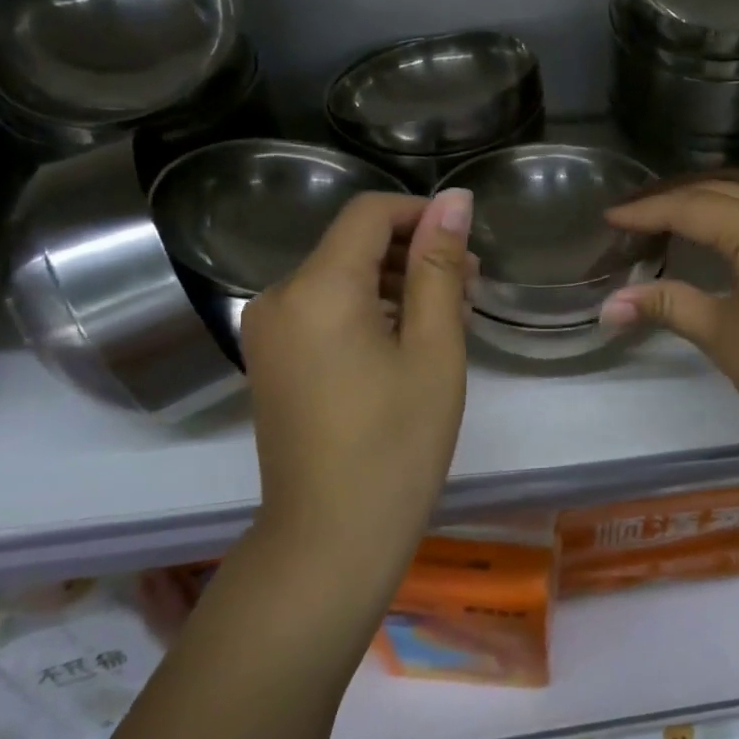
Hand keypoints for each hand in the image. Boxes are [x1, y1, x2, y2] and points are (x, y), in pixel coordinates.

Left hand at [239, 190, 472, 596]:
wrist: (330, 539)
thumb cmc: (396, 442)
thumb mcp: (433, 347)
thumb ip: (439, 266)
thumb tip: (455, 199)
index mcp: (317, 287)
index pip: (369, 213)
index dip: (422, 214)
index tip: (467, 242)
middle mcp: (279, 297)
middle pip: (353, 245)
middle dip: (414, 254)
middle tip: (469, 289)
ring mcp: (268, 332)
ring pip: (341, 279)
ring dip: (396, 285)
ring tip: (448, 319)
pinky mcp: (272, 360)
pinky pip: (325, 311)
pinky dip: (368, 312)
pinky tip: (408, 343)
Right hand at [600, 175, 738, 475]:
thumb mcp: (723, 335)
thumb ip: (667, 306)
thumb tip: (608, 306)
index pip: (693, 207)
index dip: (647, 211)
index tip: (608, 218)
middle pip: (722, 188)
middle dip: (673, 196)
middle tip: (629, 211)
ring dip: (706, 198)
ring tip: (663, 213)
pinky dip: (734, 211)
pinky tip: (713, 230)